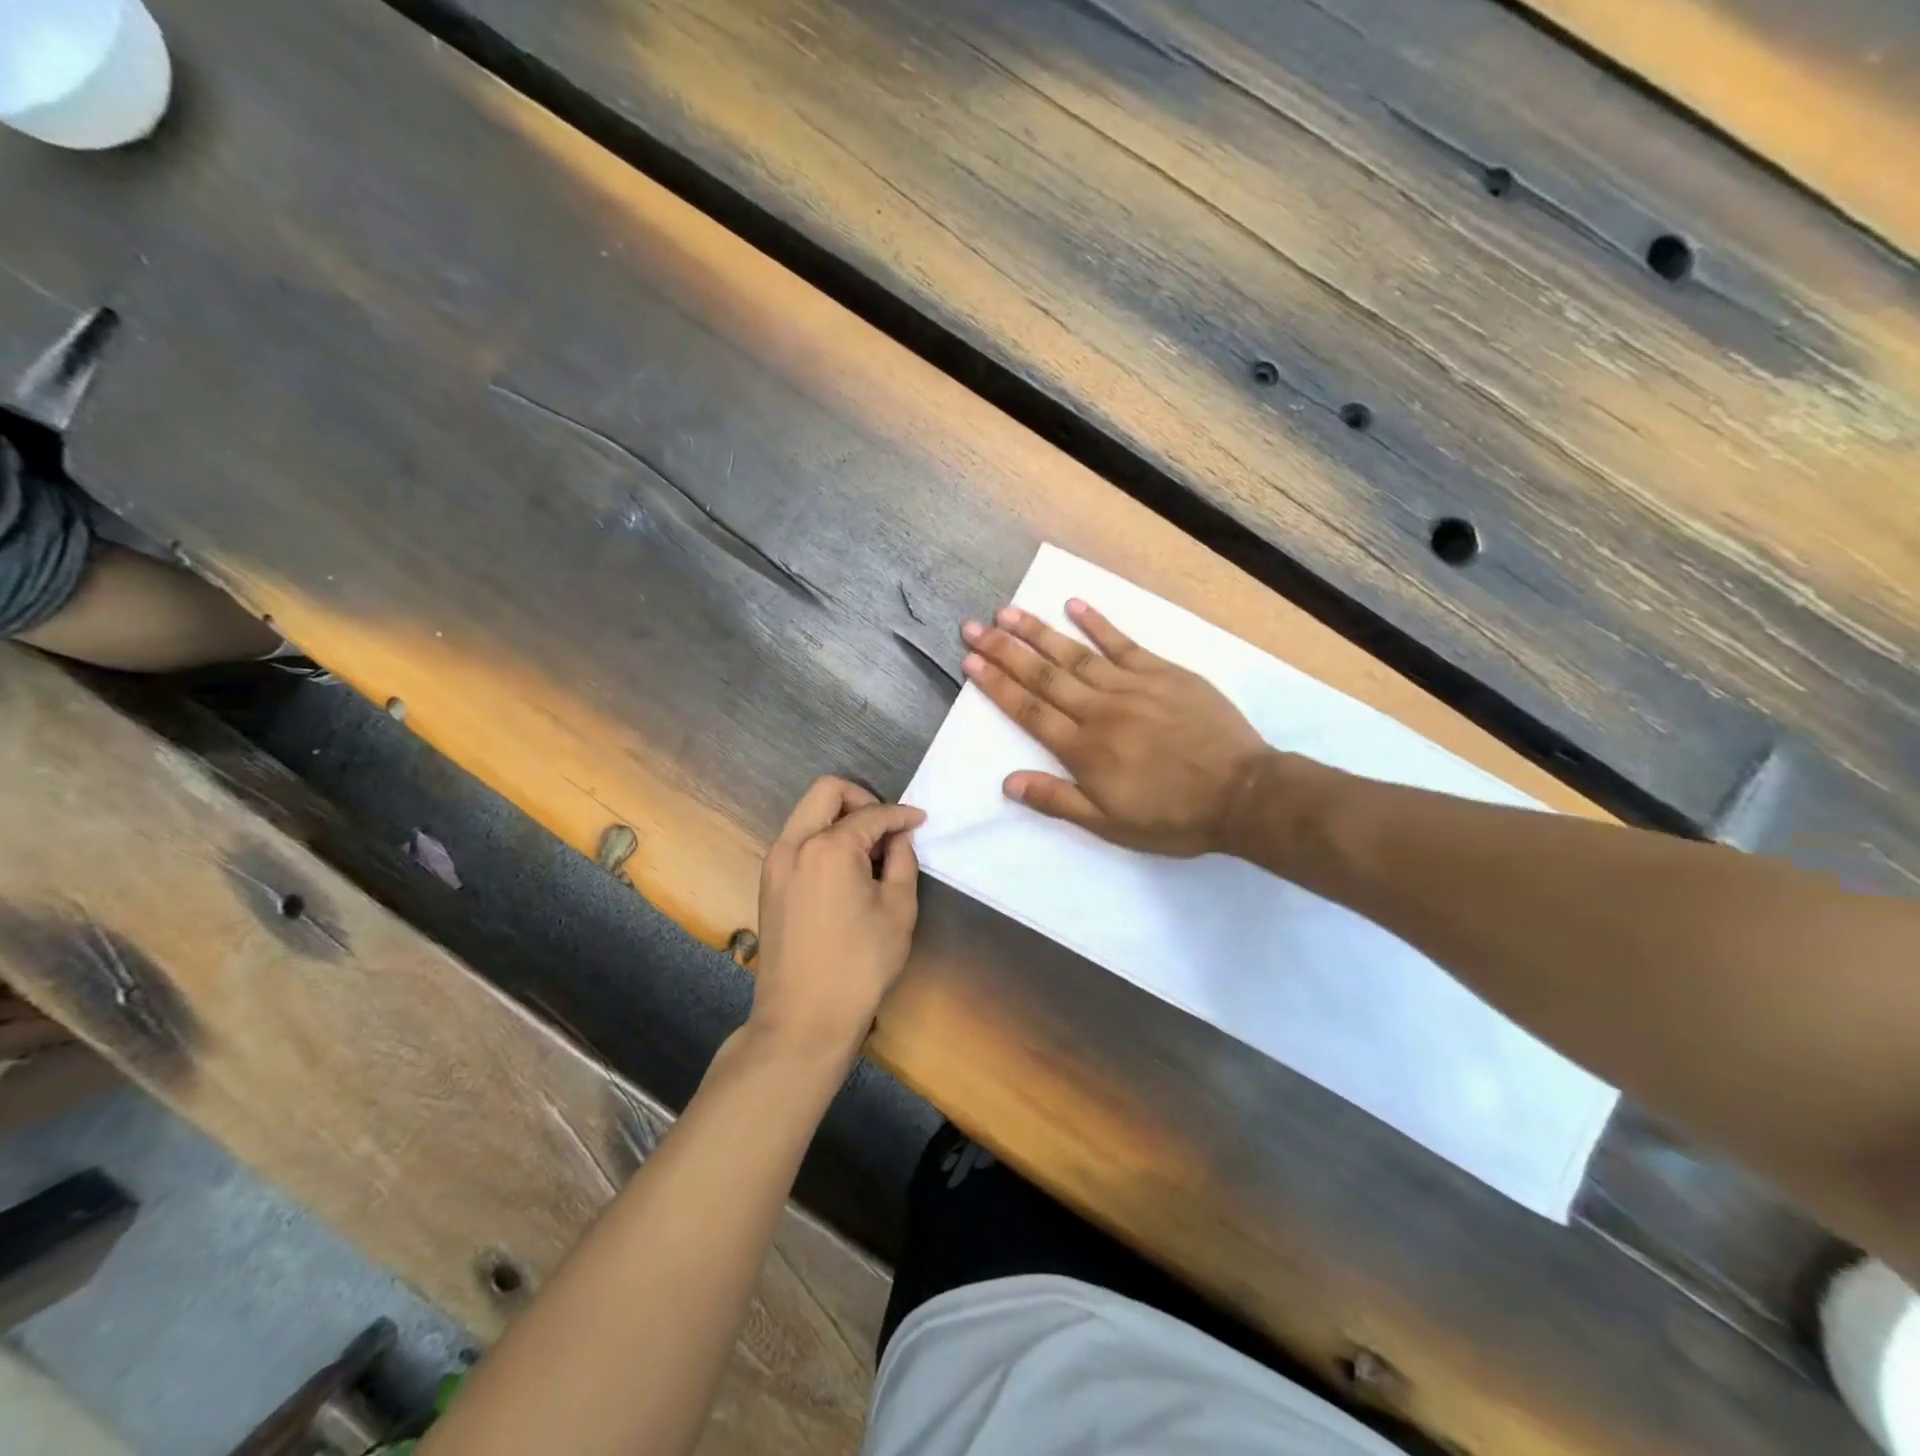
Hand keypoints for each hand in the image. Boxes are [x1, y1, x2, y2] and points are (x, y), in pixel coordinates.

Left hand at [749, 777, 923, 1063]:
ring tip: (871, 850)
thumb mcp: (898, 911)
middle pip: (826, 792)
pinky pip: (798, 841)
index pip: (871, 814)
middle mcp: (794, 845)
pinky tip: (847, 869)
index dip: (901, 815)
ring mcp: (775, 864)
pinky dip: (823, 839)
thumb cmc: (859, 965)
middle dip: (862, 799)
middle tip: (887, 825)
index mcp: (828, 847)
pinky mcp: (769, 884)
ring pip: (807, 814)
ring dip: (840, 819)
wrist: (803, 1018)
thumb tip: (899, 838)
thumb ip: (902, 862)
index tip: (921, 820)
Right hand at [961, 599, 1271, 855]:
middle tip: (974, 627)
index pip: (1029, 710)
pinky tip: (1074, 605)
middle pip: (1043, 675)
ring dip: (1039, 632)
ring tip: (1008, 612)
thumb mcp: (1109, 824)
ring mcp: (1132, 686)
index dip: (997, 684)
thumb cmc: (1173, 817)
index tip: (971, 660)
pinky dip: (1098, 623)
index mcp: (1083, 748)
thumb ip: (1057, 799)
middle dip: (1005, 650)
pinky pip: (1123, 643)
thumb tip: (1008, 782)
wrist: (1241, 794)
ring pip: (1075, 654)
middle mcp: (1099, 710)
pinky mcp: (1163, 673)